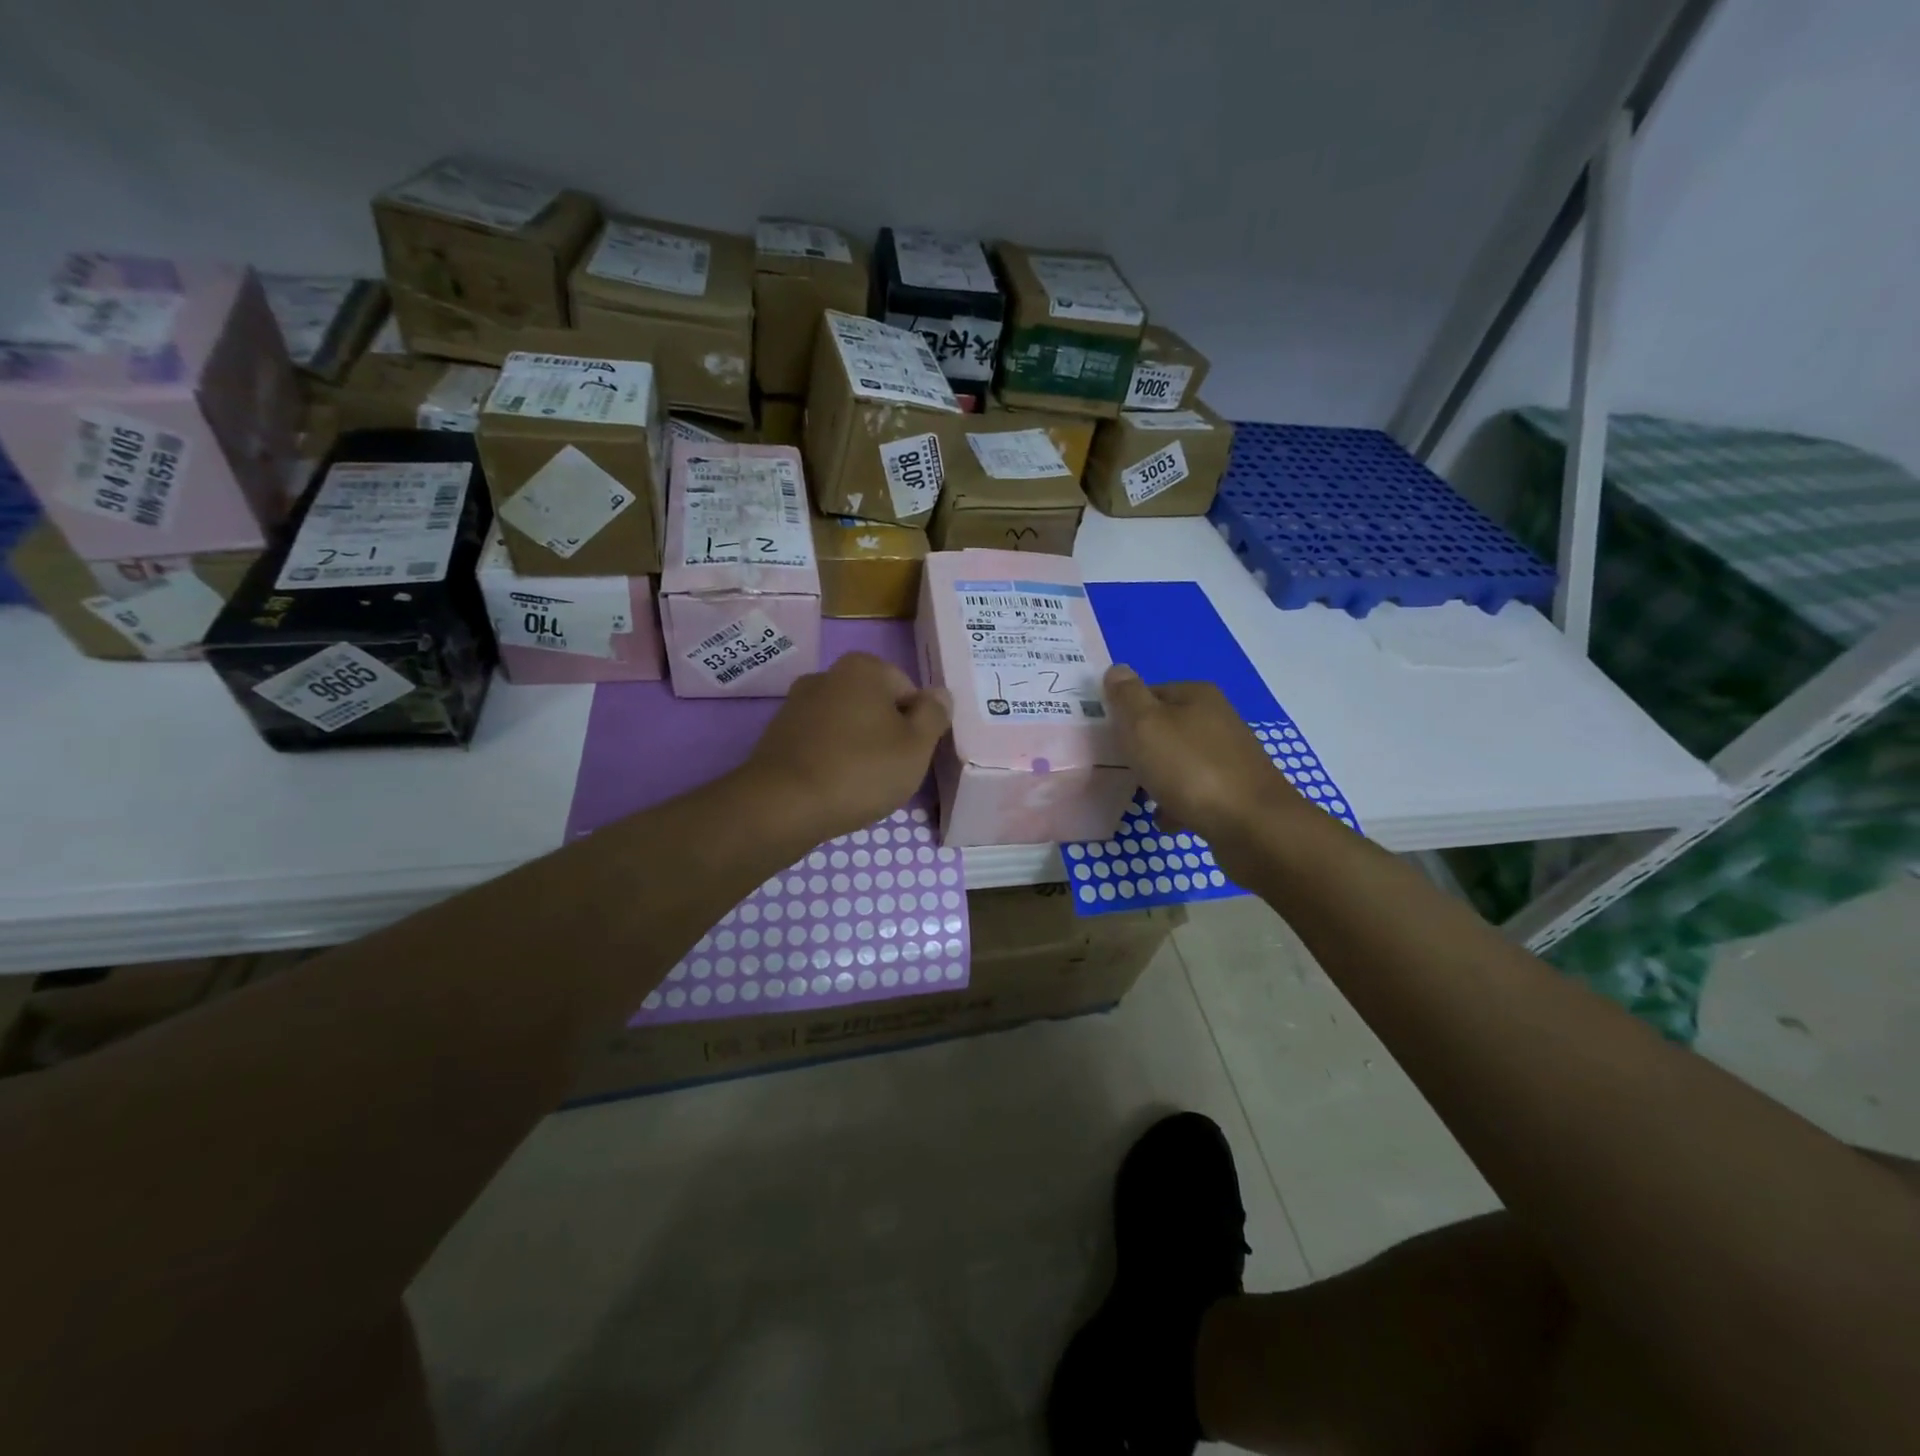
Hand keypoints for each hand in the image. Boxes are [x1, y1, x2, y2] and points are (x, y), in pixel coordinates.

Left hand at [742, 652, 951, 841]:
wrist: (782, 806)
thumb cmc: (860, 770)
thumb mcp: (916, 746)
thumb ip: (934, 715)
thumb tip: (940, 694)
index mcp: (863, 668)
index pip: (908, 691)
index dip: (917, 726)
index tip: (912, 756)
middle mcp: (826, 675)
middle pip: (875, 706)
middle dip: (886, 735)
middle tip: (890, 773)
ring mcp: (796, 704)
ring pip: (846, 725)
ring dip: (858, 748)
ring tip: (860, 785)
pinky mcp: (778, 735)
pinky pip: (820, 744)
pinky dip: (831, 760)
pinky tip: (833, 788)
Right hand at [1103, 665, 1308, 846]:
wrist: (1251, 825)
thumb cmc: (1190, 769)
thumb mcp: (1145, 725)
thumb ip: (1127, 696)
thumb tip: (1117, 670)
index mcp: (1197, 695)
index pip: (1149, 692)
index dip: (1125, 713)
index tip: (1108, 738)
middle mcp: (1218, 718)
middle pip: (1164, 727)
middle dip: (1141, 748)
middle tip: (1120, 768)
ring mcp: (1229, 755)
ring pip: (1179, 761)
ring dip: (1158, 778)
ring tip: (1141, 797)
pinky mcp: (1235, 789)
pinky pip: (1195, 790)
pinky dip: (1178, 802)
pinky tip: (1167, 819)